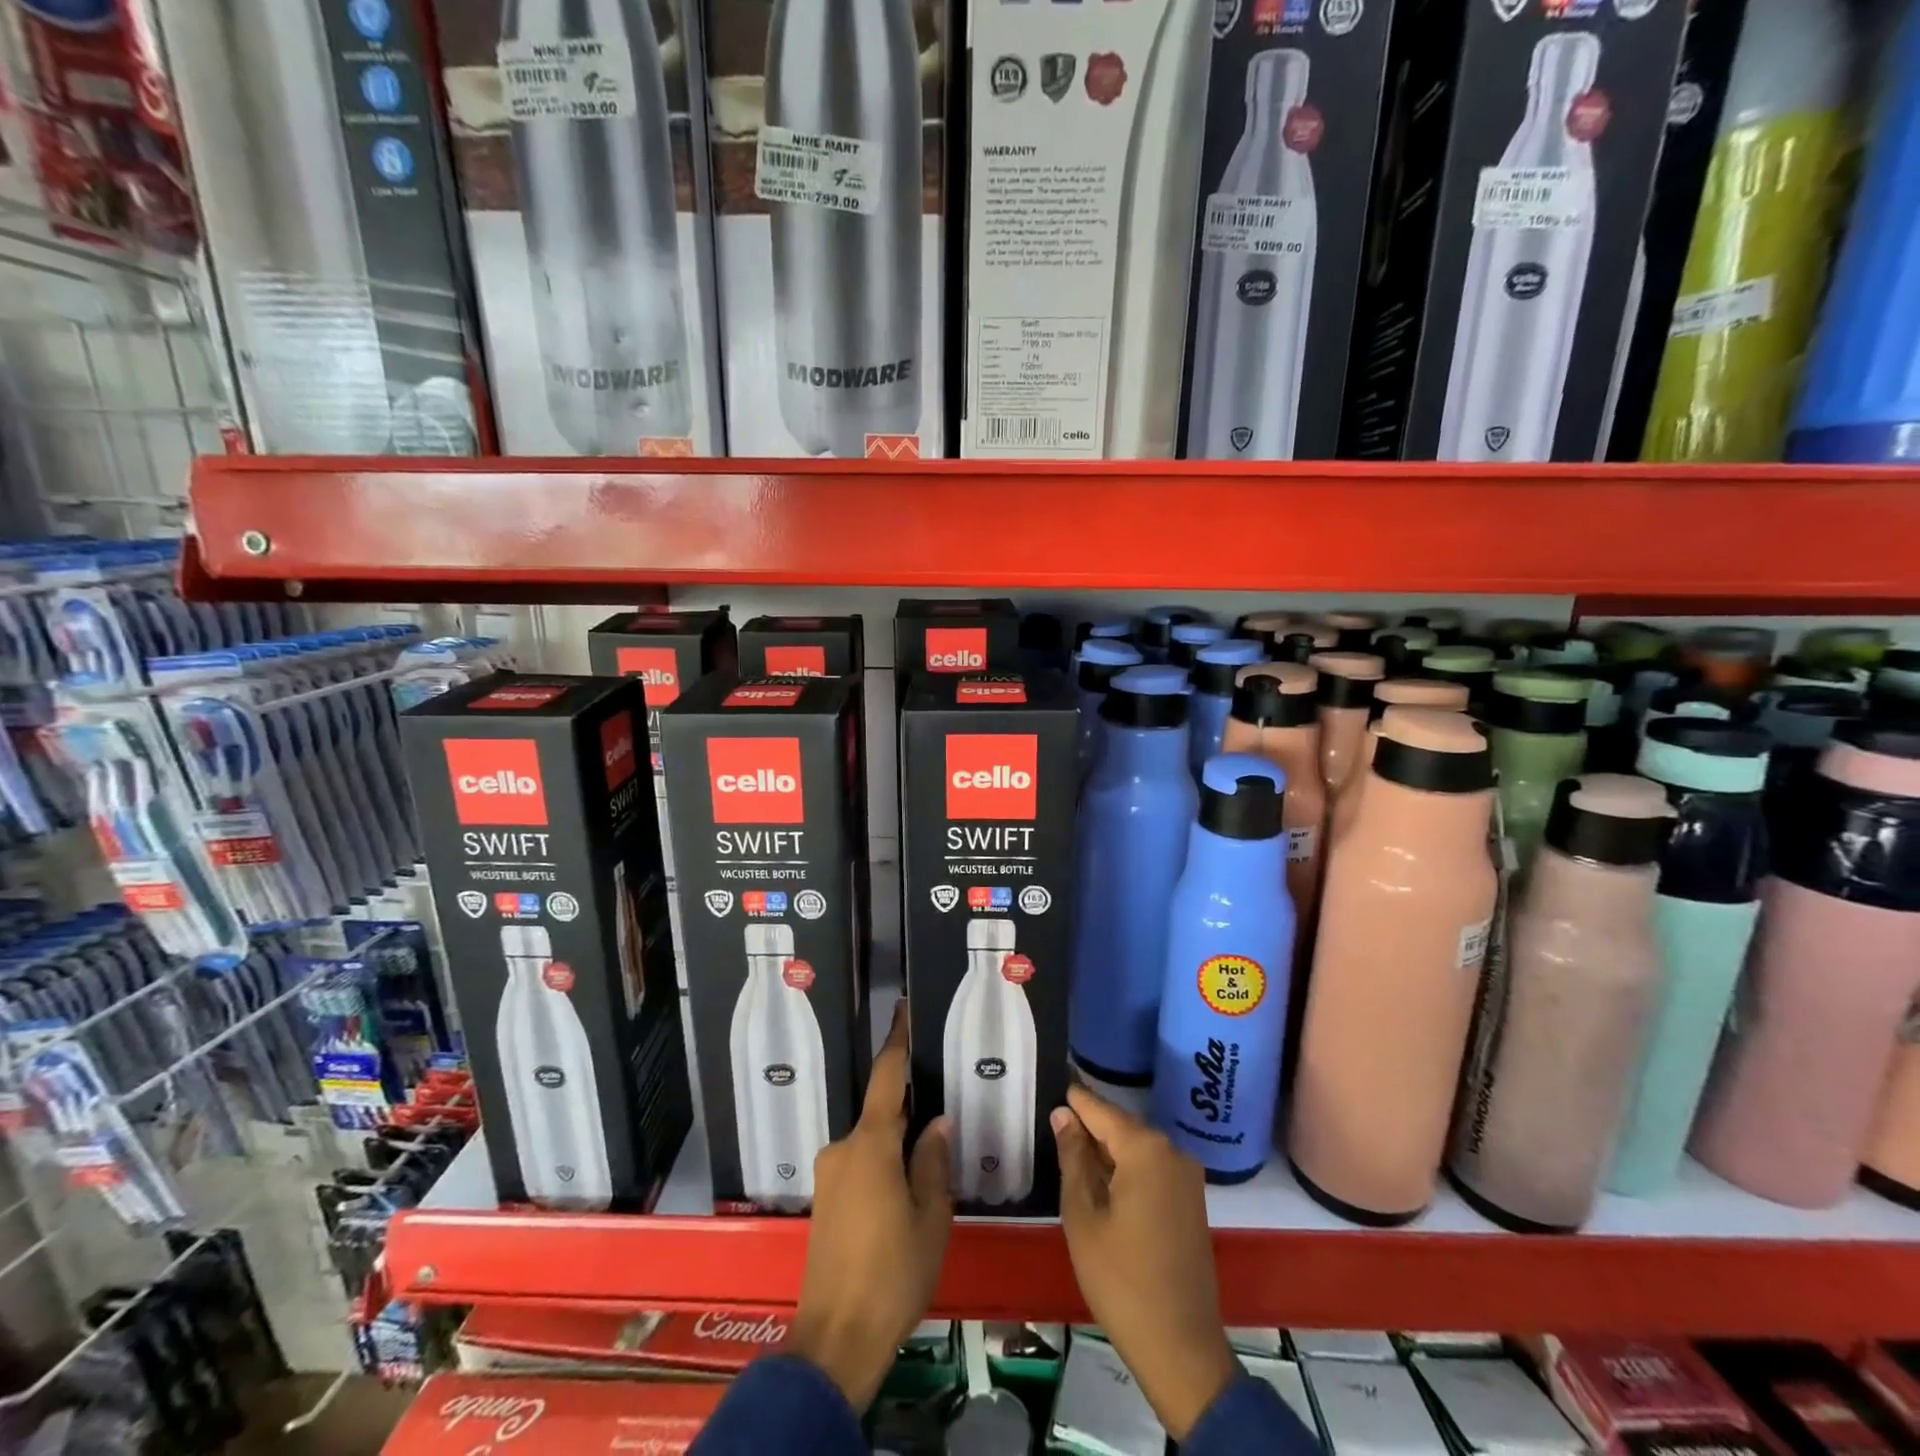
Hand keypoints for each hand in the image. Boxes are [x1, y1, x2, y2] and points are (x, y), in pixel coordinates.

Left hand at [790, 1003, 952, 1411]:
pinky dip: (882, 1165)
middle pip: (881, 1113)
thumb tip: (936, 1123)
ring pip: (871, 1143)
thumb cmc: (892, 1273)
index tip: (902, 1009)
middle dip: (908, 1110)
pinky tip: (903, 1192)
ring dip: (896, 1144)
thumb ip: (932, 1162)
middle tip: (942, 1111)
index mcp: (871, 1144)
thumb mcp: (930, 1217)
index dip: (897, 1041)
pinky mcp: (825, 1200)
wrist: (835, 1338)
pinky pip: (859, 1164)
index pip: (886, 1077)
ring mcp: (830, 1175)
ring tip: (928, 1163)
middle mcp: (843, 1148)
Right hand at [1052, 1083, 1239, 1441]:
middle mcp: (1172, 1151)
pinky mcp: (1192, 1201)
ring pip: (1137, 1148)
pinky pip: (1152, 1169)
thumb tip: (1064, 1115)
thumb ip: (1073, 1158)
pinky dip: (1126, 1169)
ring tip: (1070, 1151)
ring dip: (1107, 1150)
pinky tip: (1102, 1182)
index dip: (1075, 1098)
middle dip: (1089, 1126)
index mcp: (1145, 1148)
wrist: (1181, 1348)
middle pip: (1121, 1126)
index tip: (1053, 1078)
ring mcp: (1187, 1177)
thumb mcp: (1083, 1215)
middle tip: (1054, 1121)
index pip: (1100, 1109)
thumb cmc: (1121, 1279)